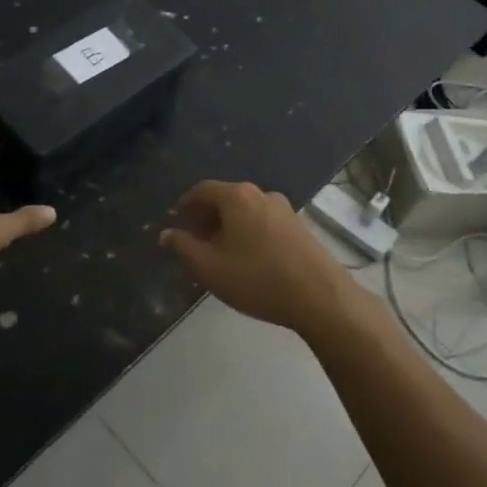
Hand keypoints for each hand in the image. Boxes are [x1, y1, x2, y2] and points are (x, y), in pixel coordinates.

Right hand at [159, 180, 353, 333]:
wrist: (320, 296)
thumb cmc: (257, 279)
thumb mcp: (209, 267)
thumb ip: (183, 247)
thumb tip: (166, 234)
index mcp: (236, 197)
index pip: (202, 190)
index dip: (185, 205)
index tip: (177, 223)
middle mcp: (261, 194)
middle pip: (225, 198)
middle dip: (206, 217)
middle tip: (194, 241)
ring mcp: (284, 208)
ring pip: (246, 211)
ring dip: (228, 226)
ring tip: (220, 253)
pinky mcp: (300, 226)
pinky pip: (264, 222)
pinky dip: (249, 232)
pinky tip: (248, 259)